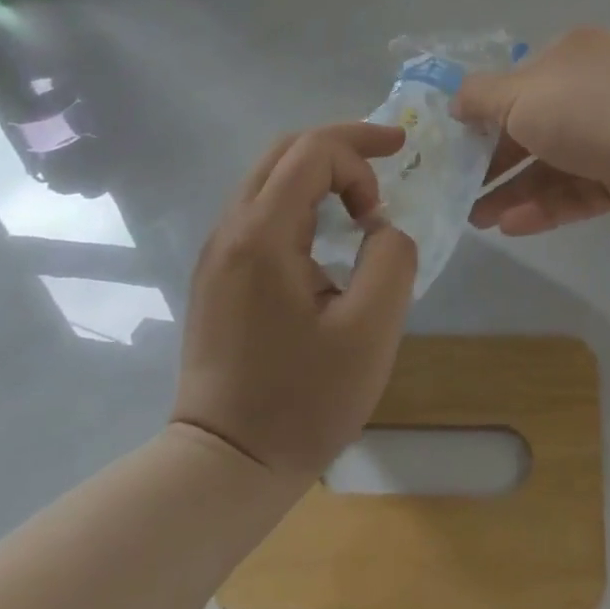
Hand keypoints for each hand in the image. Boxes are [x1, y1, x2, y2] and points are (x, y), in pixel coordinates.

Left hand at [173, 124, 417, 474]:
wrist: (226, 464)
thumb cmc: (302, 400)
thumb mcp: (371, 329)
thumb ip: (391, 258)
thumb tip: (378, 228)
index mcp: (262, 235)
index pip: (312, 152)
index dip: (361, 155)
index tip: (383, 209)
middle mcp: (230, 230)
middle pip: (285, 151)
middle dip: (343, 144)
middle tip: (390, 153)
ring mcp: (218, 252)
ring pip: (270, 176)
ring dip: (322, 169)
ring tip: (364, 193)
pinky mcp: (218, 274)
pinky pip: (261, 208)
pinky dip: (303, 197)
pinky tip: (328, 226)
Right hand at [452, 27, 609, 234]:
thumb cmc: (582, 107)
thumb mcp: (516, 94)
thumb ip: (479, 98)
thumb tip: (455, 105)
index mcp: (573, 57)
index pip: (522, 83)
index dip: (488, 112)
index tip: (460, 142)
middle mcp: (596, 91)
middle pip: (536, 129)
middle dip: (496, 162)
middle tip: (461, 190)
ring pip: (556, 166)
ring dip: (515, 191)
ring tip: (476, 220)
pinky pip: (579, 192)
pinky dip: (546, 207)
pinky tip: (512, 227)